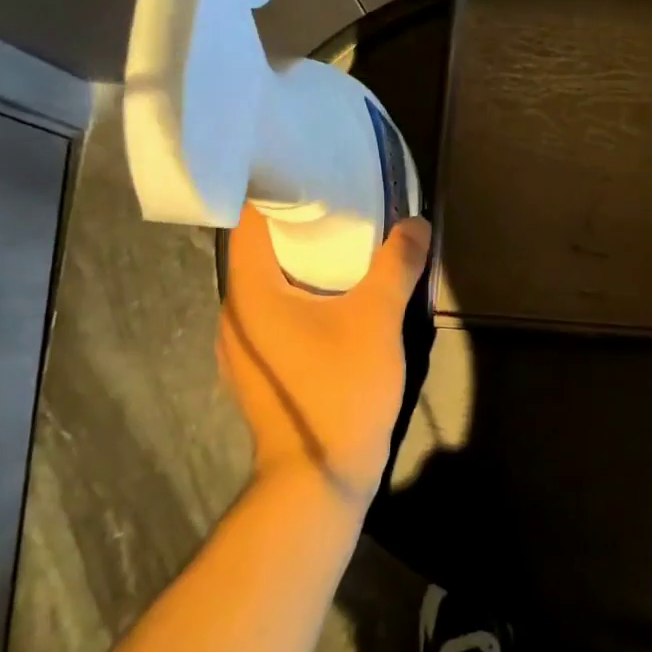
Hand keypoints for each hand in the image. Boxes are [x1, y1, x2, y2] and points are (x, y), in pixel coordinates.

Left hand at [217, 208, 430, 503]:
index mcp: (250, 292)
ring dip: (302, 266)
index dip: (280, 193)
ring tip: (344, 249)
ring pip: (269, 288)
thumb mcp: (378, 318)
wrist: (319, 475)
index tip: (315, 176)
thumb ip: (397, 265)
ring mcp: (243, 348)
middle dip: (300, 227)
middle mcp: (235, 315)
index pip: (252, 222)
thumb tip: (416, 224)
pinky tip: (337, 302)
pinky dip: (302, 298)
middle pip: (261, 253)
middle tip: (343, 207)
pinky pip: (276, 316)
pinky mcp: (260, 371)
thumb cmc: (340, 388)